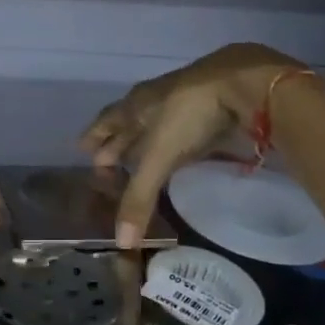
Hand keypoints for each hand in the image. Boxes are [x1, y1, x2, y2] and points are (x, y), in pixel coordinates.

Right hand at [79, 44, 306, 247]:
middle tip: (105, 159)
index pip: (107, 121)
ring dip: (145, 139)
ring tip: (138, 155)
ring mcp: (185, 100)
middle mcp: (155, 100)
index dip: (94, 136)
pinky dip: (175, 139)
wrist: (242, 81)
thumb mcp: (159, 156)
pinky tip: (180, 148)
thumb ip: (140, 197)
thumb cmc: (188, 114)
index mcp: (135, 105)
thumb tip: (121, 243)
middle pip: (129, 121)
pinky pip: (183, 125)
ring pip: (156, 122)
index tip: (82, 148)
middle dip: (117, 141)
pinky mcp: (212, 105)